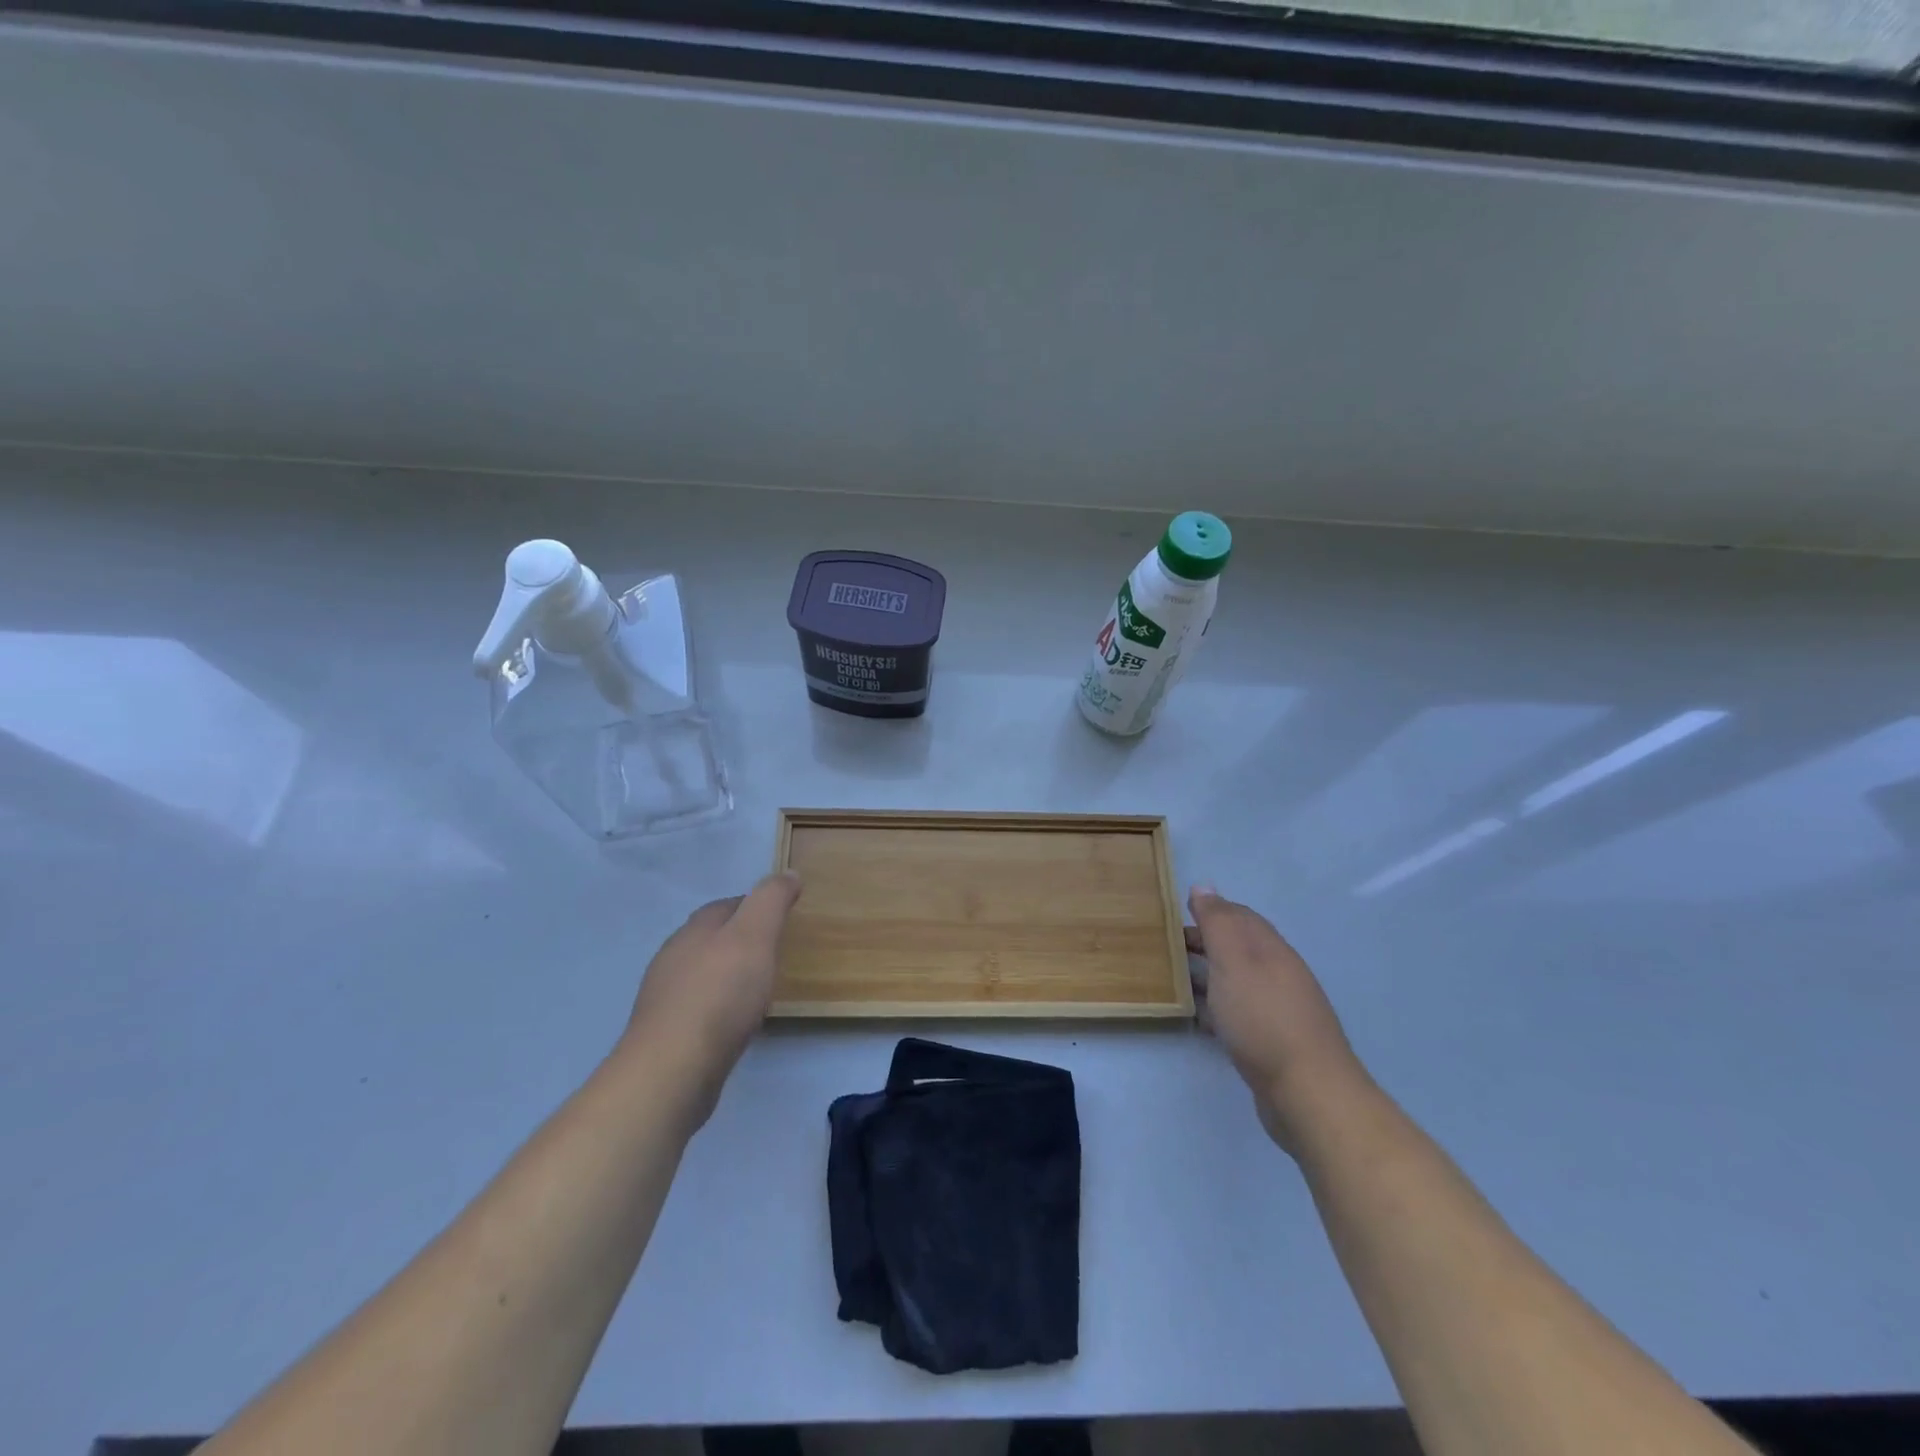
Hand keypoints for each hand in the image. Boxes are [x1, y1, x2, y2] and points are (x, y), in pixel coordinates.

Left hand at [622, 872, 802, 1123]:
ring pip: (700, 975)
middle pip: (709, 938)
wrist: (672, 1070)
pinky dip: (717, 1008)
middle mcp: (673, 958)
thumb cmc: (719, 994)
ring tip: (756, 988)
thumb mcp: (755, 935)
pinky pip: (697, 1010)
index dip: (753, 905)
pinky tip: (733, 1023)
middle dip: (737, 940)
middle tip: (772, 951)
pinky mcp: (666, 1036)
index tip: (780, 915)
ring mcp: (665, 999)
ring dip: (725, 975)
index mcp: (694, 930)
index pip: (725, 906)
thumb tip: (788, 873)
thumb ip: (771, 900)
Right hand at [1187, 885, 1368, 1152]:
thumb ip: (1218, 923)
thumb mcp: (1233, 961)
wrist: (1307, 1091)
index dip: (1210, 910)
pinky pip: (1240, 1012)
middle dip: (1205, 942)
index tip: (1176, 914)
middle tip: (1168, 947)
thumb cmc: (1263, 1018)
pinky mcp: (1273, 1042)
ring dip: (1209, 975)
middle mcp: (1279, 973)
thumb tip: (1204, 887)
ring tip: (1175, 978)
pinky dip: (1217, 1007)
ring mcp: (1279, 1009)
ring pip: (1238, 980)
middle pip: (1239, 948)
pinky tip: (1199, 1019)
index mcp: (1271, 949)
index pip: (1239, 916)